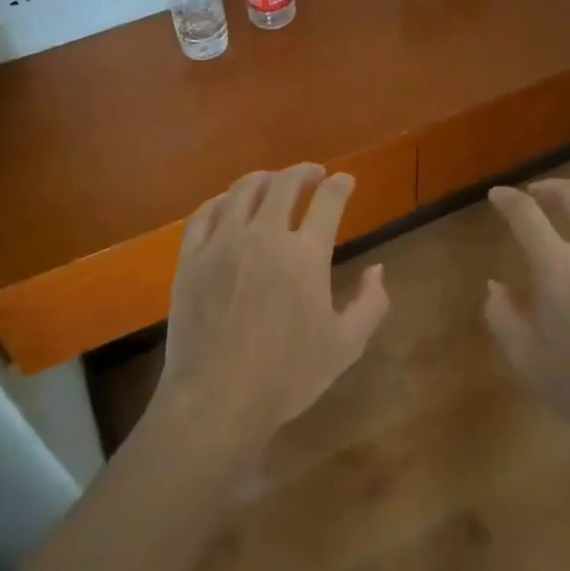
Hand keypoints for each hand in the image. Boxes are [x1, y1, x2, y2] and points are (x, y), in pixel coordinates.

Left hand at [155, 164, 390, 455]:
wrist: (217, 399)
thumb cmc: (287, 376)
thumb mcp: (345, 346)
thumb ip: (370, 304)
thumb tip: (377, 269)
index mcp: (305, 254)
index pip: (328, 200)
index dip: (340, 185)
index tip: (345, 181)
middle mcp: (265, 235)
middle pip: (284, 184)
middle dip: (303, 172)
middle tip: (313, 174)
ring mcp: (223, 242)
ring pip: (243, 190)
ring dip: (264, 179)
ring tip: (273, 181)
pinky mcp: (192, 256)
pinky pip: (205, 213)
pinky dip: (222, 200)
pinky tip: (228, 204)